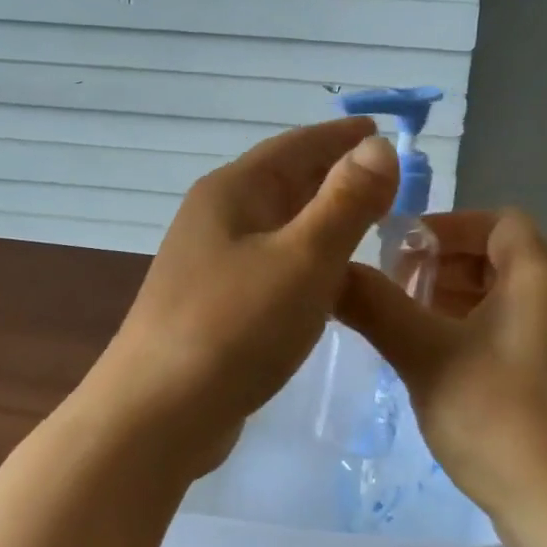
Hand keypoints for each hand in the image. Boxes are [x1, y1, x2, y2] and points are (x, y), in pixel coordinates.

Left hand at [90, 118, 399, 471]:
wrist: (157, 415)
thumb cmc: (235, 327)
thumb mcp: (303, 258)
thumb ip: (346, 201)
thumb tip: (379, 146)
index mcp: (233, 191)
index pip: (296, 145)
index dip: (340, 136)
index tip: (381, 131)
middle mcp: (217, 216)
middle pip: (285, 180)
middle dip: (335, 174)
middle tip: (389, 179)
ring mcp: (211, 261)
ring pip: (279, 224)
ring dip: (322, 217)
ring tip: (367, 222)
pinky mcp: (215, 303)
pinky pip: (272, 261)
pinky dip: (306, 257)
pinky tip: (327, 278)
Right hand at [336, 209, 546, 544]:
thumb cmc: (499, 416)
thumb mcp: (425, 356)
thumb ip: (376, 307)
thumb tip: (333, 271)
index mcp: (537, 279)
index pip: (498, 220)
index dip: (448, 225)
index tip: (402, 249)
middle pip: (496, 257)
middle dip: (442, 265)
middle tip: (395, 288)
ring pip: (500, 299)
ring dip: (451, 301)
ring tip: (404, 324)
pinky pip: (507, 334)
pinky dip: (468, 332)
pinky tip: (432, 362)